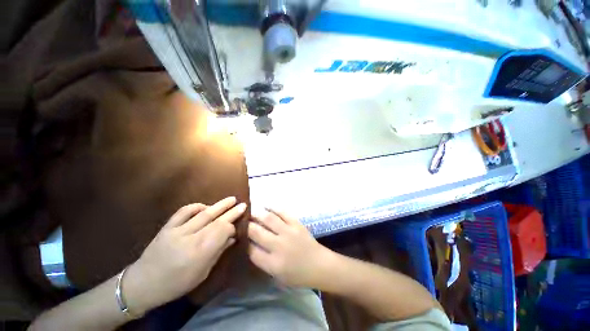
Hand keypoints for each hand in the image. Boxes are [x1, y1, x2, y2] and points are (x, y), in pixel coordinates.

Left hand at [124, 197, 246, 313]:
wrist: (142, 284)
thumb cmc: (176, 284)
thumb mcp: (201, 273)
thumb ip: (218, 252)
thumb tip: (232, 238)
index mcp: (200, 253)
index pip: (222, 231)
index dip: (231, 228)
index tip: (236, 228)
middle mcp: (190, 238)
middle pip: (216, 220)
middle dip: (232, 212)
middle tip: (243, 204)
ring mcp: (177, 230)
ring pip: (203, 213)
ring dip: (219, 205)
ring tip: (232, 199)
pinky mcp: (167, 227)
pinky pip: (184, 212)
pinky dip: (196, 206)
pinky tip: (206, 207)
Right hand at [247, 208, 332, 287]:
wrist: (319, 265)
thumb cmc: (298, 275)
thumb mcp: (277, 276)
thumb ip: (263, 261)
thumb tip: (251, 246)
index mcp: (273, 263)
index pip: (251, 250)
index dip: (244, 242)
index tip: (241, 237)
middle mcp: (278, 246)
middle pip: (257, 232)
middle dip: (247, 226)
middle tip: (242, 221)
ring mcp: (288, 232)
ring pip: (268, 219)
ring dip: (258, 214)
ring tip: (251, 211)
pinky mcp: (296, 224)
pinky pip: (283, 212)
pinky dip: (273, 208)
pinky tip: (267, 206)